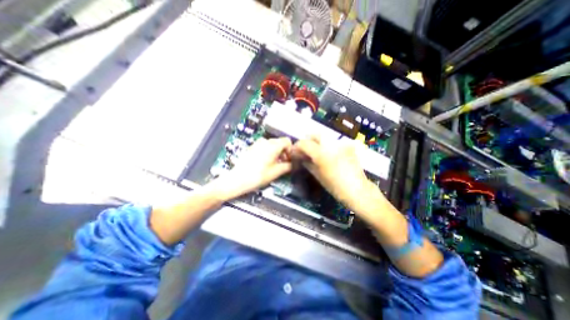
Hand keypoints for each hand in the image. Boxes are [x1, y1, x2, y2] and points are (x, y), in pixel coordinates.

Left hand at [213, 137, 292, 199]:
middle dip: (283, 152)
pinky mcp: (252, 147)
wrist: (237, 179)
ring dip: (276, 153)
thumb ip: (287, 166)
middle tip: (282, 164)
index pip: (287, 141)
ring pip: (272, 145)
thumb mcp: (276, 172)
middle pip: (279, 142)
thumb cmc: (257, 176)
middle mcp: (265, 141)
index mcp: (272, 145)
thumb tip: (292, 164)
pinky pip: (264, 147)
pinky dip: (268, 153)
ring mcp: (257, 144)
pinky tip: (265, 163)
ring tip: (274, 165)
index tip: (289, 159)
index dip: (290, 150)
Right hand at [291, 137, 379, 211]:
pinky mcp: (348, 146)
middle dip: (307, 141)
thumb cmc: (335, 186)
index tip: (295, 152)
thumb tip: (301, 157)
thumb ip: (308, 163)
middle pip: (315, 134)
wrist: (357, 190)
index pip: (304, 143)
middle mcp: (331, 144)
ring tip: (315, 152)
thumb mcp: (318, 175)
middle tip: (305, 150)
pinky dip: (327, 146)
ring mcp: (341, 144)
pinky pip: (334, 142)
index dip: (297, 146)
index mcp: (321, 153)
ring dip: (317, 142)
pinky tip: (327, 154)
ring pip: (325, 137)